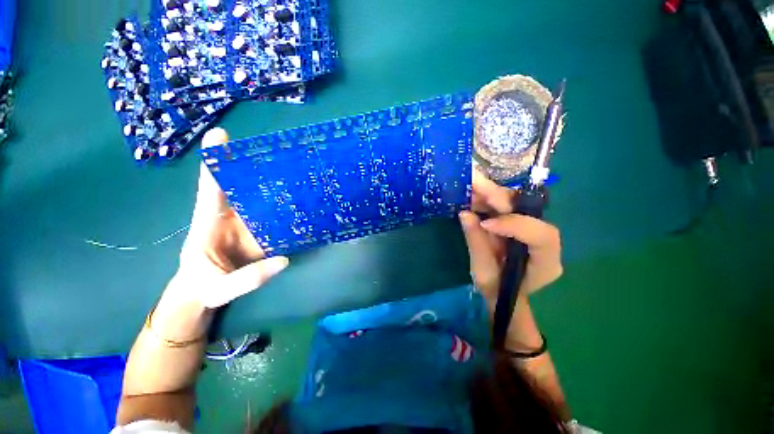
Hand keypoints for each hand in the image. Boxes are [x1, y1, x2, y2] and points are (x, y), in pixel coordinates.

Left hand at [173, 128, 288, 308]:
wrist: (208, 293)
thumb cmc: (204, 289)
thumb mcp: (219, 290)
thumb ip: (247, 278)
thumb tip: (284, 260)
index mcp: (209, 224)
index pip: (210, 189)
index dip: (215, 162)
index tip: (219, 135)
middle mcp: (229, 217)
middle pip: (240, 185)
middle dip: (252, 165)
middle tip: (274, 148)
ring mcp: (247, 223)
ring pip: (260, 199)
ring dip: (275, 185)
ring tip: (295, 171)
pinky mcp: (260, 232)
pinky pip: (274, 216)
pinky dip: (286, 207)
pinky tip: (302, 202)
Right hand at [459, 170, 561, 307]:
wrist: (502, 291)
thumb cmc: (496, 288)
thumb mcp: (484, 272)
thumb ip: (476, 242)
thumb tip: (465, 213)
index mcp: (547, 261)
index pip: (541, 235)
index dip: (514, 224)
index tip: (486, 224)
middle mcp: (544, 240)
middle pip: (527, 210)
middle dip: (499, 197)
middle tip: (474, 183)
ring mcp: (531, 227)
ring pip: (514, 203)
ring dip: (489, 193)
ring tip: (468, 185)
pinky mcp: (517, 221)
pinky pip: (503, 206)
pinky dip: (486, 199)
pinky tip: (471, 193)